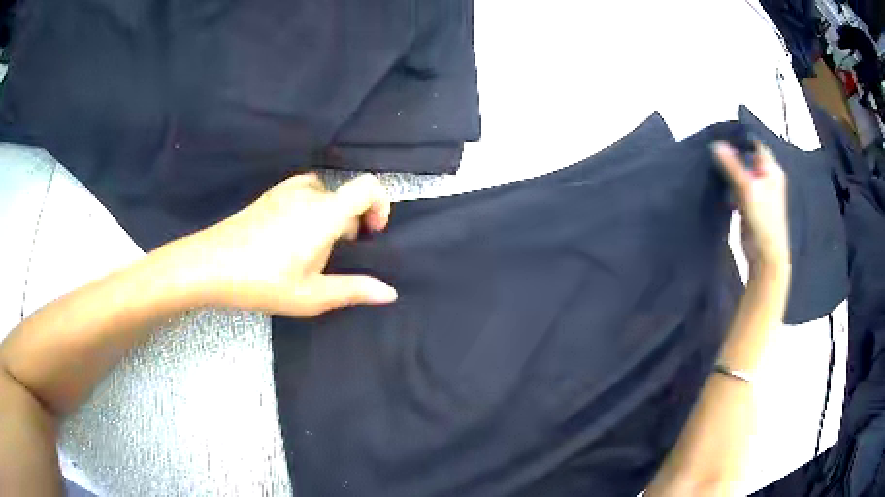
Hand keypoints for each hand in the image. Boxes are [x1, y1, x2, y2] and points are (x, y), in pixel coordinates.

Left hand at [173, 173, 397, 316]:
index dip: (381, 204)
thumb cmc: (263, 282)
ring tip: (313, 247)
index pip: (368, 186)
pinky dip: (311, 208)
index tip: (373, 232)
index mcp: (324, 214)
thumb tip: (390, 292)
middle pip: (346, 196)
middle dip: (353, 222)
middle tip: (335, 256)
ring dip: (331, 216)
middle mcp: (309, 193)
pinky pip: (304, 192)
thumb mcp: (311, 295)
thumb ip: (353, 290)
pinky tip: (292, 235)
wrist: (211, 265)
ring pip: (325, 195)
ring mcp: (286, 190)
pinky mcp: (270, 195)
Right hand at [713, 141, 789, 270]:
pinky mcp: (748, 204)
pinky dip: (728, 185)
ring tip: (710, 162)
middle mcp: (766, 177)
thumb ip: (732, 165)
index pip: (755, 145)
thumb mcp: (748, 188)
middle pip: (746, 158)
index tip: (720, 133)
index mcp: (771, 170)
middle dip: (731, 154)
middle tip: (711, 146)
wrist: (764, 255)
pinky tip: (716, 182)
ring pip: (739, 173)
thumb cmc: (763, 219)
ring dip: (728, 170)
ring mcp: (757, 191)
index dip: (739, 139)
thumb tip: (715, 144)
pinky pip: (736, 187)